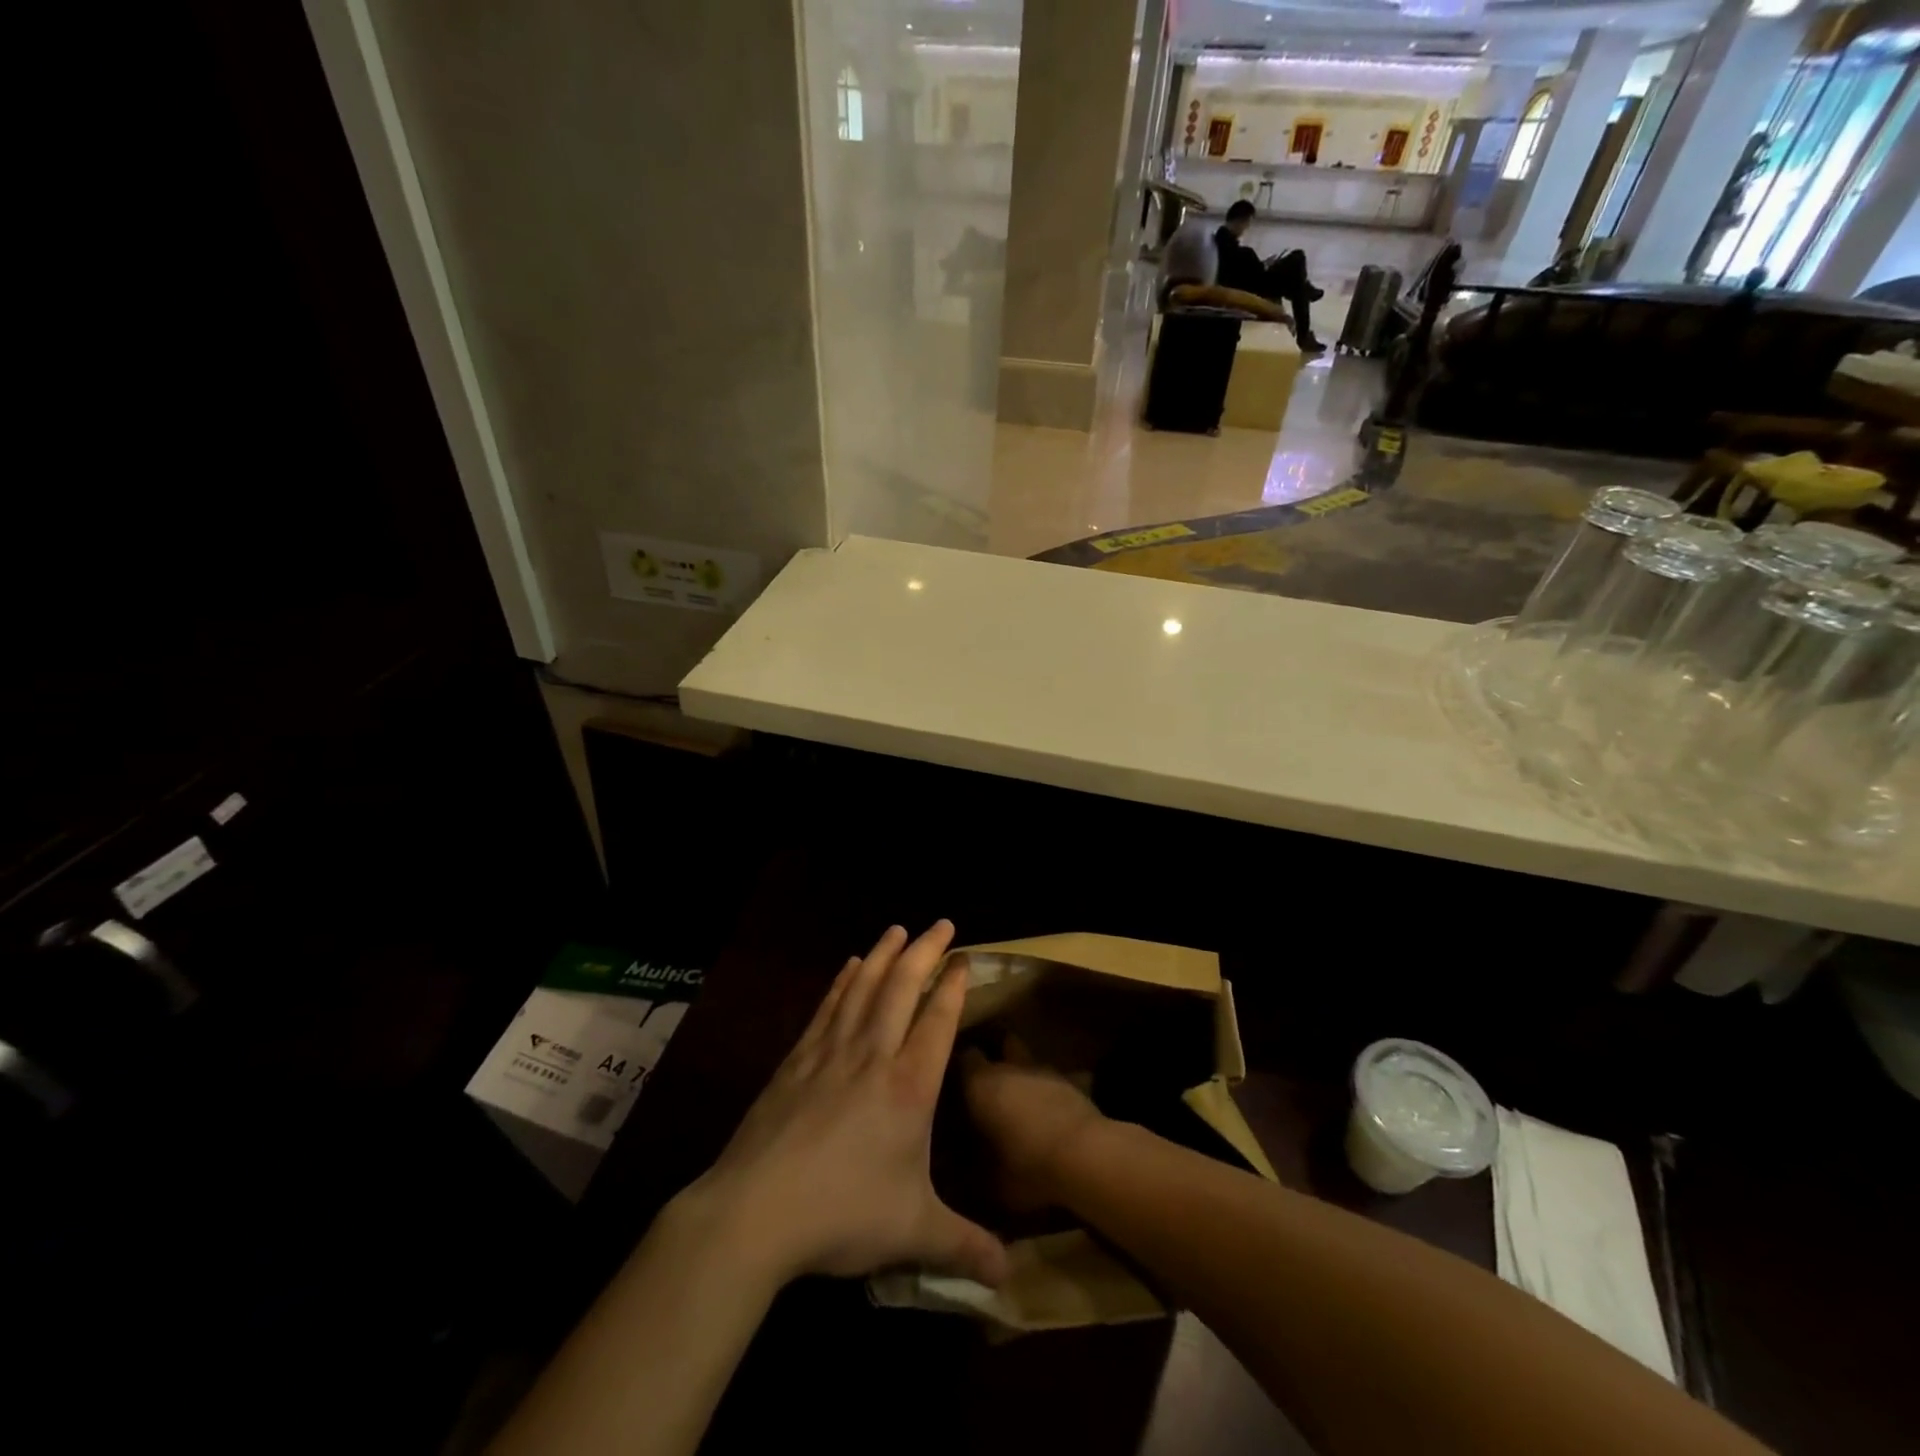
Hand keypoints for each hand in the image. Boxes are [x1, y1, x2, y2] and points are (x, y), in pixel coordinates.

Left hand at [680, 921, 1006, 1288]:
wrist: (756, 1212)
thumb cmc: (843, 1214)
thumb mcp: (913, 1232)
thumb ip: (964, 1247)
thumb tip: (1010, 1278)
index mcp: (909, 1088)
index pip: (937, 1020)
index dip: (953, 985)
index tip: (964, 958)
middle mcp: (873, 1057)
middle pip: (902, 989)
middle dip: (924, 952)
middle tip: (940, 923)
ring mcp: (831, 1053)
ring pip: (864, 988)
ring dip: (884, 955)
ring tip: (897, 930)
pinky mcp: (796, 1061)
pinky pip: (827, 1008)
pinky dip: (842, 981)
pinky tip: (848, 966)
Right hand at [961, 1038, 1106, 1210]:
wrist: (1085, 1156)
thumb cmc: (1026, 1166)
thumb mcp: (989, 1181)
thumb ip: (972, 1169)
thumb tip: (964, 1168)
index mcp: (980, 1083)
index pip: (964, 1057)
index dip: (961, 1068)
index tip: (957, 1085)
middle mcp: (1009, 1067)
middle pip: (1000, 1046)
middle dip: (995, 1060)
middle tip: (989, 1086)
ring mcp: (1044, 1071)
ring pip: (1028, 1061)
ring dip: (1023, 1075)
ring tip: (1020, 1101)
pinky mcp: (1072, 1083)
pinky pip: (1051, 1080)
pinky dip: (1046, 1092)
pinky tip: (1047, 1114)